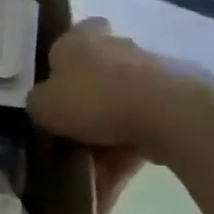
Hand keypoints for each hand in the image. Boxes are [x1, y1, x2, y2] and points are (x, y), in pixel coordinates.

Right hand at [28, 18, 206, 179]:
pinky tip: (116, 177)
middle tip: (71, 132)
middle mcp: (114, 46)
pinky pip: (141, 126)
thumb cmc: (91, 99)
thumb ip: (38, 102)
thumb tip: (44, 105)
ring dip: (107, 132)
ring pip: (119, 103)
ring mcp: (148, 71)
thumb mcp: (42, 105)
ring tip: (93, 168)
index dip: (61, 63)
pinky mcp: (174, 99)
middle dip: (85, 101)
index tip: (55, 90)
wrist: (165, 114)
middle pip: (95, 73)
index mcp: (79, 38)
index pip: (70, 37)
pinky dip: (128, 148)